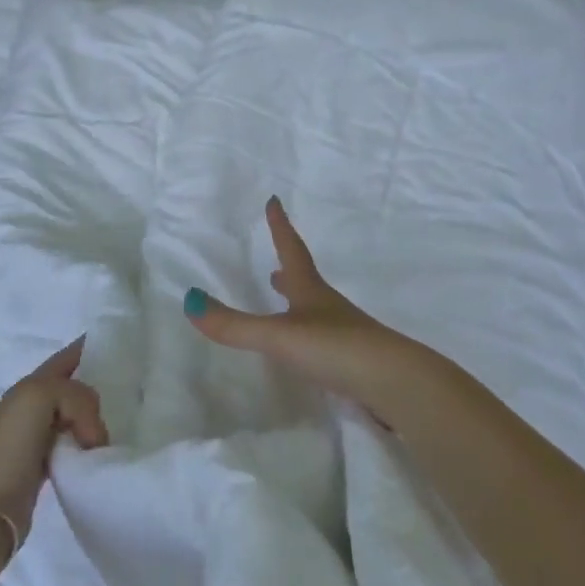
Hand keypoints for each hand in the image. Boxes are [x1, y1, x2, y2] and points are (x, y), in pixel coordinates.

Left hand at [0, 338, 108, 542]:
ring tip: (124, 426)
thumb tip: (94, 435)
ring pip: (78, 417)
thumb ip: (75, 397)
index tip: (123, 349)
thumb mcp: (40, 398)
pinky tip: (105, 453)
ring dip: (98, 420)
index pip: (67, 358)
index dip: (91, 348)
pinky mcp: (47, 466)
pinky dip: (92, 446)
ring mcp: (40, 436)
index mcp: (31, 385)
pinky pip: (77, 445)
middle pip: (76, 387)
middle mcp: (35, 406)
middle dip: (101, 386)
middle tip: (132, 395)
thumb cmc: (10, 445)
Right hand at [183, 197, 436, 422]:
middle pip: (306, 282)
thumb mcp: (278, 335)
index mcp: (311, 291)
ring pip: (317, 313)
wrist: (395, 384)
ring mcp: (346, 336)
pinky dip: (311, 337)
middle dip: (288, 271)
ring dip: (299, 304)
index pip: (291, 250)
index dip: (280, 227)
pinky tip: (307, 352)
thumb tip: (189, 301)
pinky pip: (326, 342)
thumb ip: (235, 325)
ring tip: (286, 304)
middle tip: (275, 268)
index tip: (275, 201)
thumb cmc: (334, 347)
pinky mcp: (355, 364)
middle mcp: (329, 308)